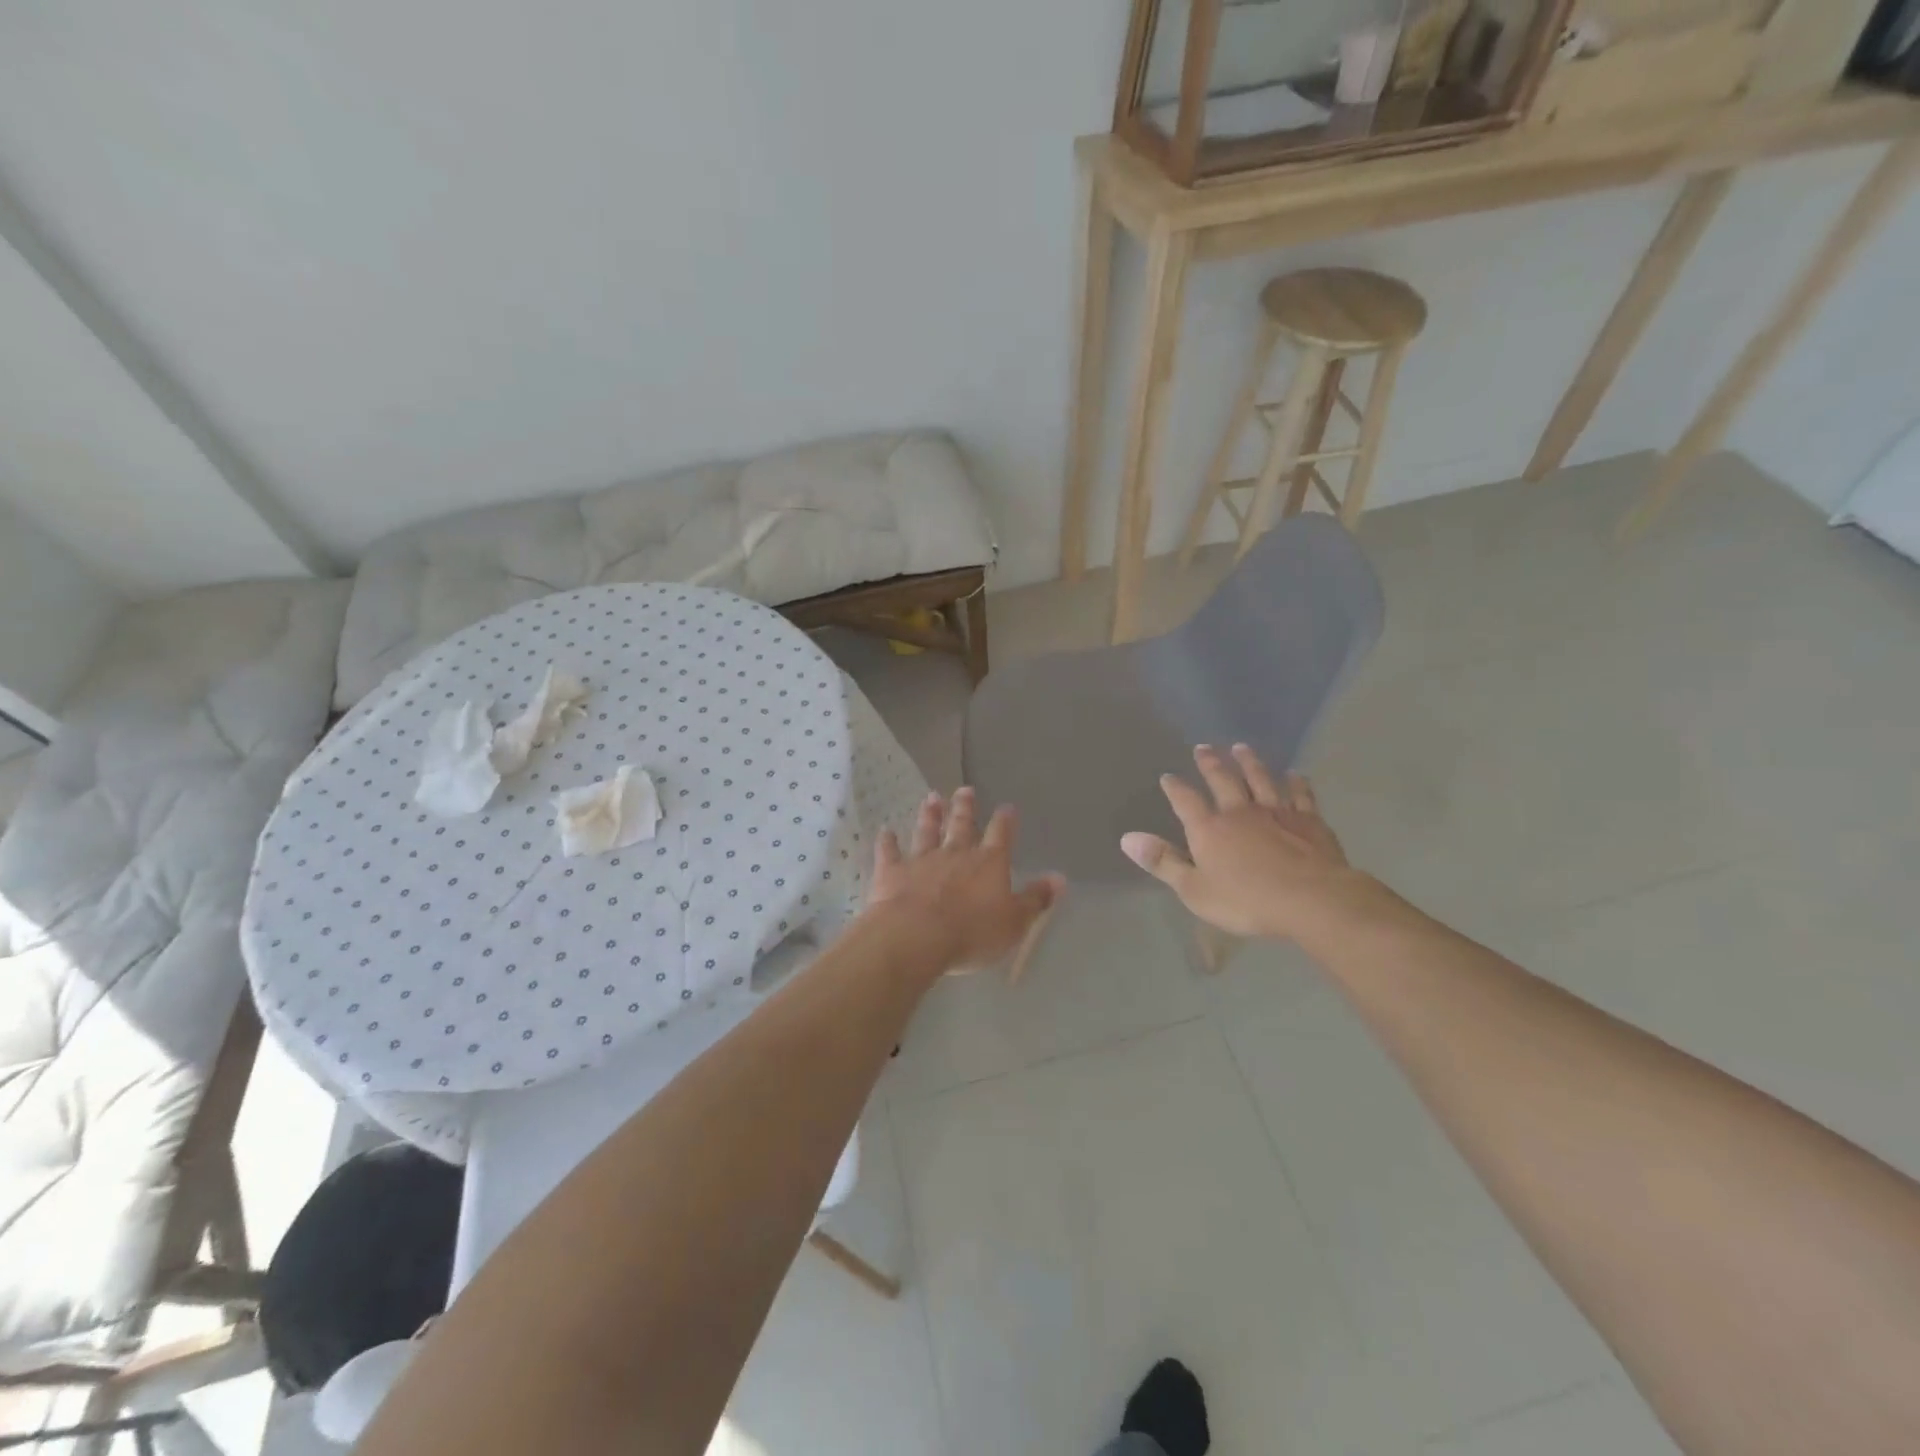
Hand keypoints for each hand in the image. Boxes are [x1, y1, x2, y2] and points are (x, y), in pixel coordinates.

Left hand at [866, 788, 1065, 972]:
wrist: (916, 936)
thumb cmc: (972, 933)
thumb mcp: (1014, 922)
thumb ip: (1036, 899)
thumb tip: (1060, 878)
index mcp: (989, 863)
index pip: (1001, 835)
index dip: (1005, 821)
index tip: (1006, 807)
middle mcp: (956, 853)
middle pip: (962, 825)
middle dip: (965, 807)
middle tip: (964, 789)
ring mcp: (922, 859)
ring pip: (927, 831)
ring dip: (930, 815)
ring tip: (931, 798)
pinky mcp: (893, 871)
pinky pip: (890, 851)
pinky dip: (887, 841)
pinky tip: (885, 831)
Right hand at [1121, 744, 1383, 944]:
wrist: (1311, 900)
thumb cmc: (1246, 901)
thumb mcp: (1194, 889)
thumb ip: (1162, 861)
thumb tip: (1126, 838)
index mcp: (1209, 829)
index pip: (1186, 801)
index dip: (1175, 788)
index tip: (1168, 776)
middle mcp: (1240, 812)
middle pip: (1223, 780)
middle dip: (1211, 763)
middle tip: (1203, 748)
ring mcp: (1276, 812)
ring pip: (1260, 779)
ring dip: (1249, 762)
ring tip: (1241, 748)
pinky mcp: (1308, 820)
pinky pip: (1300, 794)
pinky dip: (1296, 782)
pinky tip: (1295, 774)